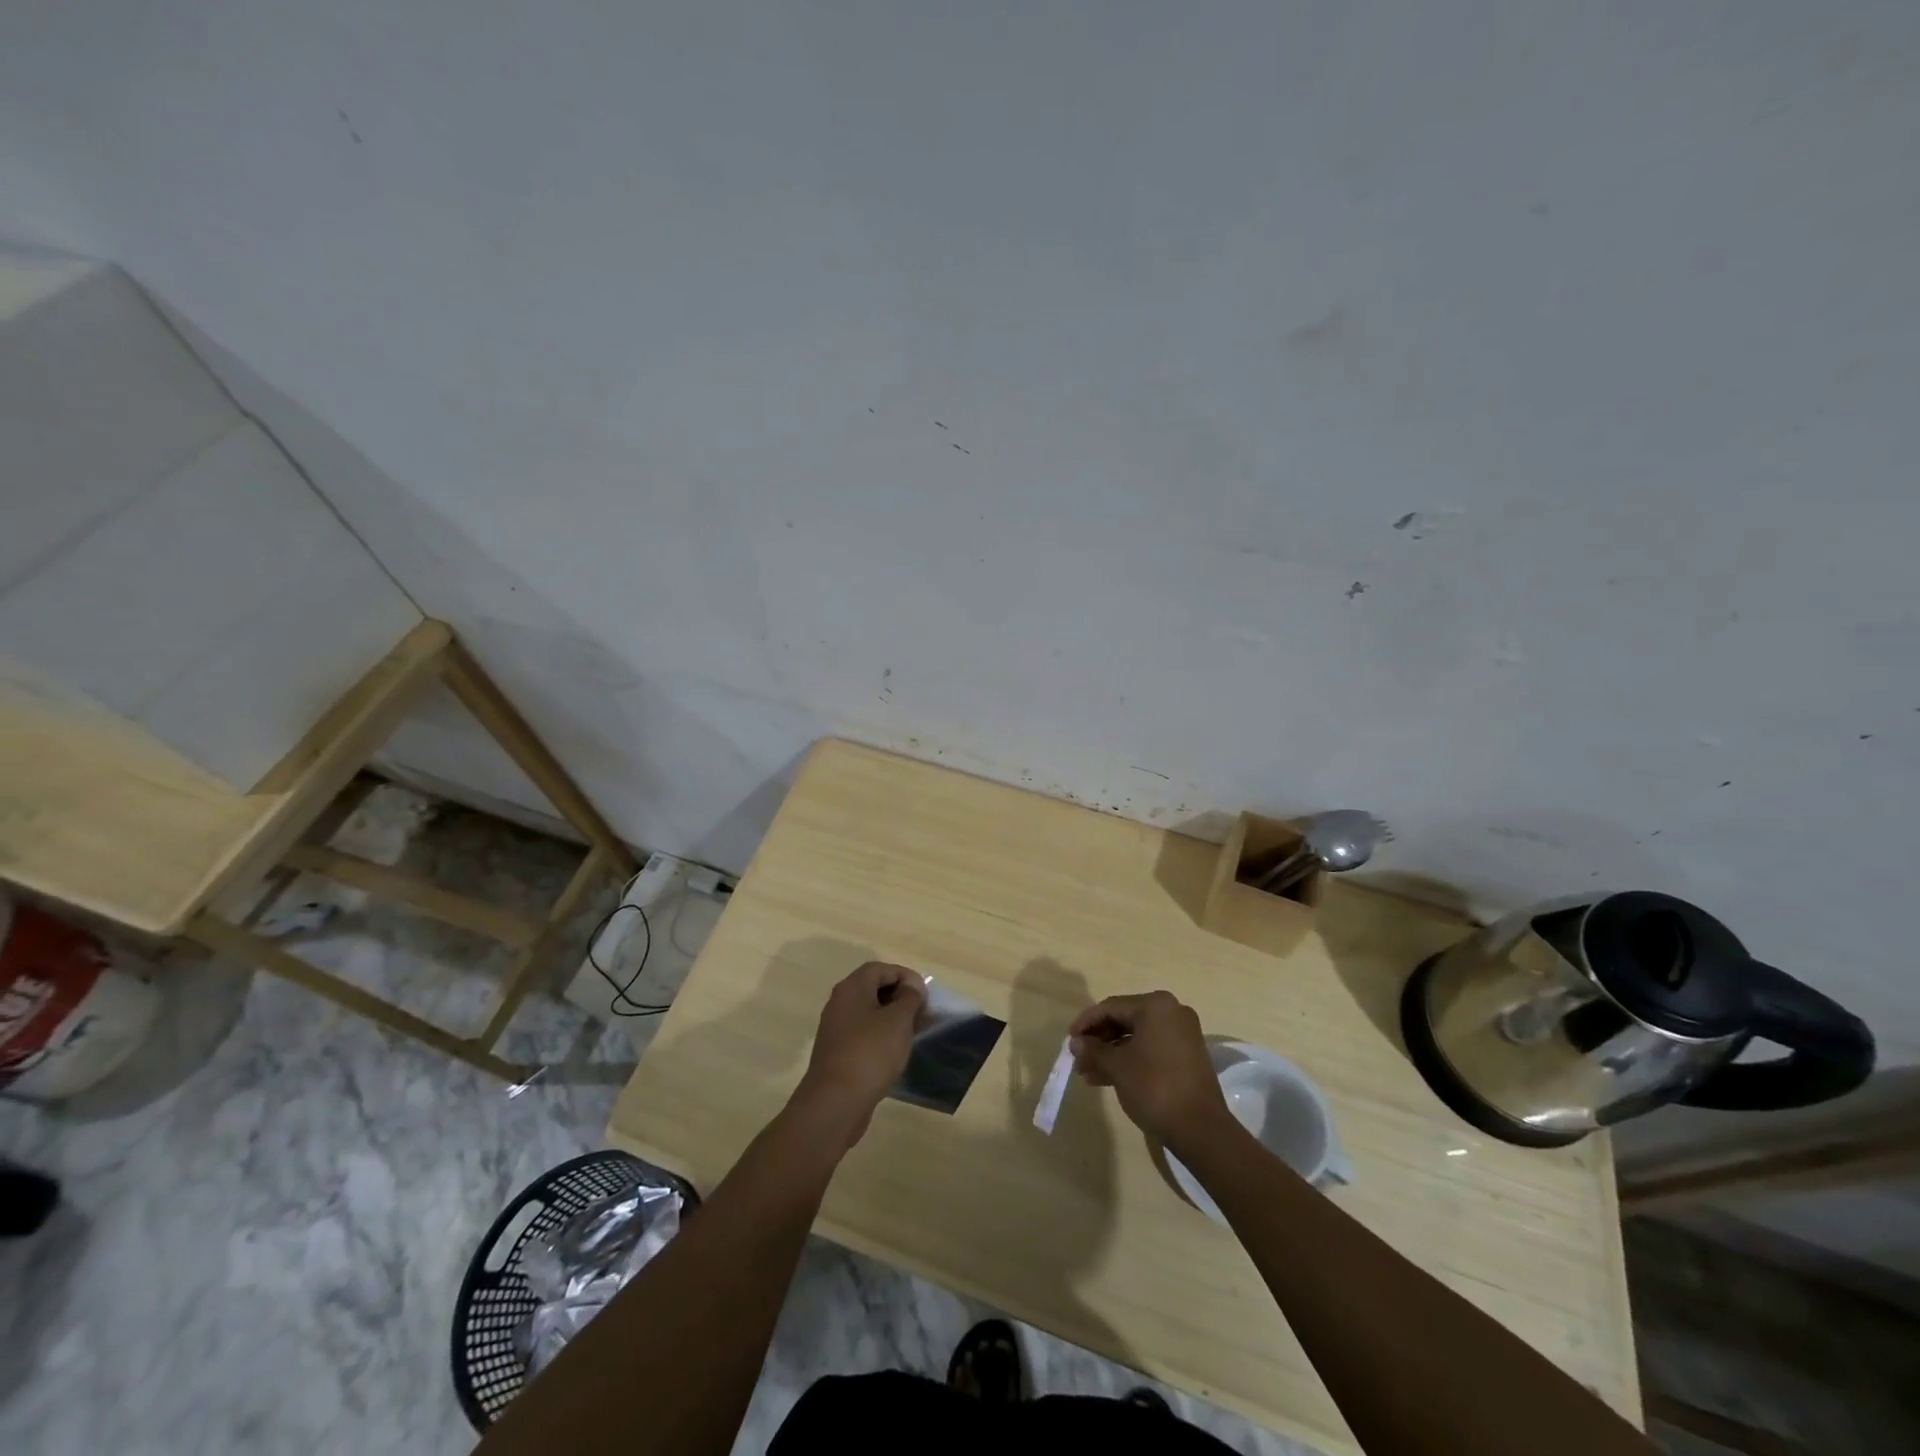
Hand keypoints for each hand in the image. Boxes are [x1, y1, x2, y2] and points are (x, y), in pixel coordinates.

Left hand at [791, 961, 926, 1147]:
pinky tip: (895, 1053)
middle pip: (873, 989)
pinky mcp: (838, 1053)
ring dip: (892, 1018)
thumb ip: (909, 998)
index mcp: (852, 988)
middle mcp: (840, 1003)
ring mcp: (837, 1029)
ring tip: (913, 1033)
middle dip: (900, 997)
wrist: (835, 1103)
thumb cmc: (870, 1053)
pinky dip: (881, 1036)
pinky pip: (863, 1034)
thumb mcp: (898, 1020)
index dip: (905, 976)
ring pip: (869, 1013)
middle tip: (922, 1014)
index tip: (925, 995)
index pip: (881, 969)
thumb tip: (911, 987)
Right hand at [1070, 991, 1231, 1151]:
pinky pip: (1150, 1049)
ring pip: (1136, 1037)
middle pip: (1124, 1020)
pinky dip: (1129, 1060)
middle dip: (1098, 1040)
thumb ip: (1093, 1050)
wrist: (1200, 1129)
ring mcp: (1182, 1034)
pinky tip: (1107, 1078)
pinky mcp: (1186, 1056)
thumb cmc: (1154, 1087)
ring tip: (1087, 1074)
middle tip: (1078, 1059)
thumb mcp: (1117, 1067)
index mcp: (1155, 1006)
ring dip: (1111, 1053)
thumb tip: (1076, 1043)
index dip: (1086, 1023)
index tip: (1069, 1040)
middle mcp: (1171, 1012)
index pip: (1111, 1007)